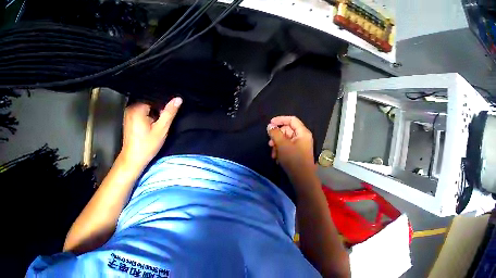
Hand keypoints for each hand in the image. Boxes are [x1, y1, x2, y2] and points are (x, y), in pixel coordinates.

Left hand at [120, 97, 181, 168]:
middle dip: (157, 108)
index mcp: (137, 108)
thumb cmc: (146, 147)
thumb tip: (178, 99)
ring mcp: (128, 112)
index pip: (154, 97)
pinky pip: (141, 111)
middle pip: (149, 101)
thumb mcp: (161, 130)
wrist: (132, 160)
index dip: (163, 104)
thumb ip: (169, 113)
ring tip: (154, 124)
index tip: (167, 113)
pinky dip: (147, 116)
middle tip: (160, 121)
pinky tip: (149, 126)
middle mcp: (131, 107)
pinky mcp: (128, 118)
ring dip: (152, 113)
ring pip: (146, 106)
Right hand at [267, 116, 315, 181]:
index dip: (280, 119)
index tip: (270, 124)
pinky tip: (277, 158)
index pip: (292, 120)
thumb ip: (275, 133)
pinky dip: (281, 151)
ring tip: (273, 154)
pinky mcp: (298, 154)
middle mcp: (303, 137)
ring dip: (277, 145)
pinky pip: (288, 148)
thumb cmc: (293, 159)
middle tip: (270, 143)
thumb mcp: (282, 145)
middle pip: (288, 130)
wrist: (302, 178)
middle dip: (277, 136)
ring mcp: (301, 146)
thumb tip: (270, 126)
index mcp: (303, 132)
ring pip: (286, 140)